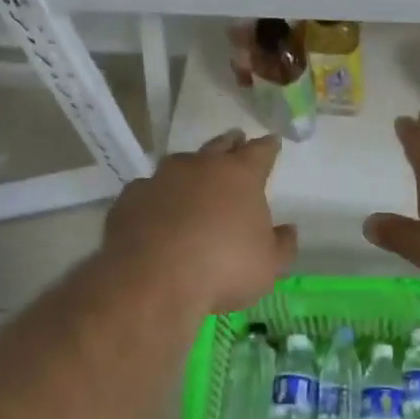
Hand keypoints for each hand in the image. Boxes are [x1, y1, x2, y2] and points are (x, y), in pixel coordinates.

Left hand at [102, 130, 296, 314]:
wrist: (152, 279)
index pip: (260, 152)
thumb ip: (282, 245)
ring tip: (193, 174)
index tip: (273, 142)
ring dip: (190, 167)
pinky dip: (156, 195)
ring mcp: (161, 178)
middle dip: (231, 143)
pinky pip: (148, 189)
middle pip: (220, 145)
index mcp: (240, 175)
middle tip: (236, 140)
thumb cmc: (223, 267)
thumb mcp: (268, 266)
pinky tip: (155, 208)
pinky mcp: (130, 197)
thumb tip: (289, 230)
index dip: (268, 147)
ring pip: (180, 163)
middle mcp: (201, 166)